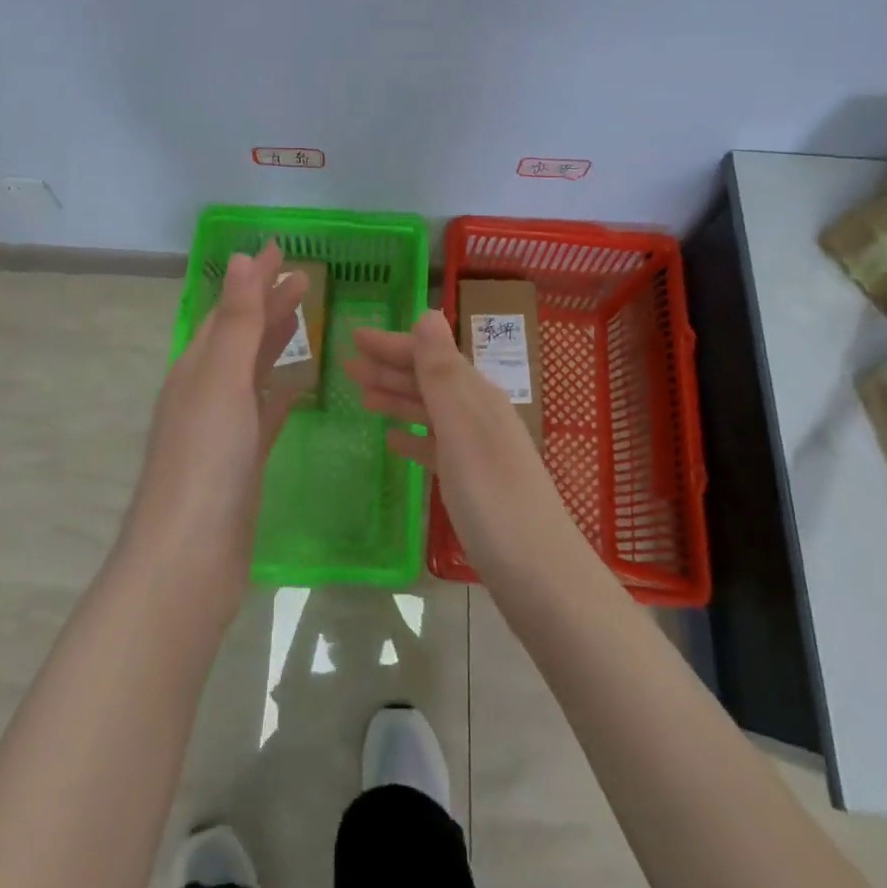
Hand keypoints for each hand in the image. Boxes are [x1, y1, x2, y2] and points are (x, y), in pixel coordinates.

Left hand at [121, 244, 306, 614]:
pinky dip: (281, 390)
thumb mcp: (221, 379)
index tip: (281, 249)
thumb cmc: (205, 460)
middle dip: (269, 303)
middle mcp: (206, 391)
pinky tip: (300, 383)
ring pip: (254, 370)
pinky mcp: (243, 460)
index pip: (229, 309)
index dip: (254, 278)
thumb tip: (241, 258)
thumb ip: (237, 320)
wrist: (188, 560)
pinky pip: (265, 411)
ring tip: (305, 316)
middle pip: (242, 335)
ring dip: (276, 340)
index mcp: (196, 367)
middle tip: (305, 277)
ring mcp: (224, 428)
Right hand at [345, 310, 577, 582]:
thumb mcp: (461, 428)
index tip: (355, 336)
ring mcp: (477, 450)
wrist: (538, 575)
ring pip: (429, 411)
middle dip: (389, 368)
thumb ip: (441, 372)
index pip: (429, 355)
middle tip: (348, 363)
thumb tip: (428, 313)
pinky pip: (436, 446)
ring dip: (397, 399)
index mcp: (476, 395)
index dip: (393, 344)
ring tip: (362, 395)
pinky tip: (393, 442)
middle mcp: (478, 414)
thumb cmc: (493, 498)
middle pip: (428, 380)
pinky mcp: (473, 483)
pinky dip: (413, 438)